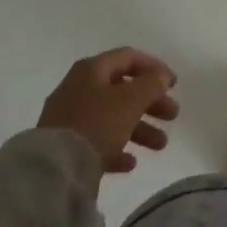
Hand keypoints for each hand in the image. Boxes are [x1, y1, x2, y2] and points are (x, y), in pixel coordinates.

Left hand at [37, 48, 180, 172]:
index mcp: (92, 70)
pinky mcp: (65, 146)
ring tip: (161, 145)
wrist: (53, 169)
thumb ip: (151, 84)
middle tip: (172, 115)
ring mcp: (70, 118)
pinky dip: (117, 149)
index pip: (128, 57)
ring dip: (140, 128)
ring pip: (112, 117)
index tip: (174, 84)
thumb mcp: (130, 100)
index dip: (154, 67)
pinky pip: (97, 141)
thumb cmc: (96, 124)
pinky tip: (130, 163)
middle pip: (122, 89)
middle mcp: (79, 88)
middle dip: (151, 102)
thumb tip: (161, 75)